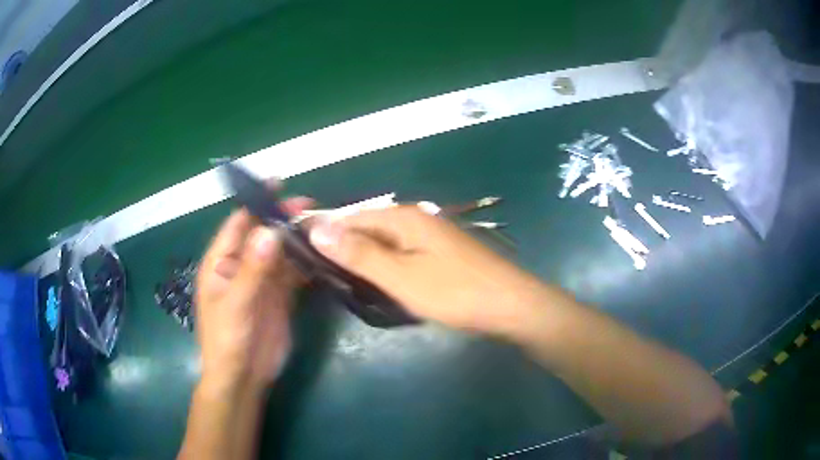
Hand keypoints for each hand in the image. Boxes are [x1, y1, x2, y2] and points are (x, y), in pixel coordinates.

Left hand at [195, 197, 312, 392]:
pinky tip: (322, 254)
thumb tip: (270, 230)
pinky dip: (306, 262)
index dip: (257, 202)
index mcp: (221, 262)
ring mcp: (262, 281)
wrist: (244, 377)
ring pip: (281, 251)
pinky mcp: (280, 296)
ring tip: (322, 227)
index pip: (238, 223)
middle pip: (264, 233)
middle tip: (311, 207)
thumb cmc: (228, 339)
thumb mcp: (236, 304)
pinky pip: (294, 273)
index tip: (281, 184)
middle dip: (283, 218)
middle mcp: (242, 265)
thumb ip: (253, 269)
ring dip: (298, 239)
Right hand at [308, 205, 544, 333]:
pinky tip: (375, 280)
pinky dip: (383, 264)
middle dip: (342, 245)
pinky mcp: (439, 253)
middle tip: (317, 271)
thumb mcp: (400, 276)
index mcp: (403, 217)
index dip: (324, 231)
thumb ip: (359, 253)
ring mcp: (430, 235)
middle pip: (367, 226)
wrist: (510, 305)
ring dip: (362, 257)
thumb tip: (317, 228)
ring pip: (383, 241)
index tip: (300, 249)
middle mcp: (415, 218)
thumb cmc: (454, 292)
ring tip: (338, 278)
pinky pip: (400, 252)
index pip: (350, 216)